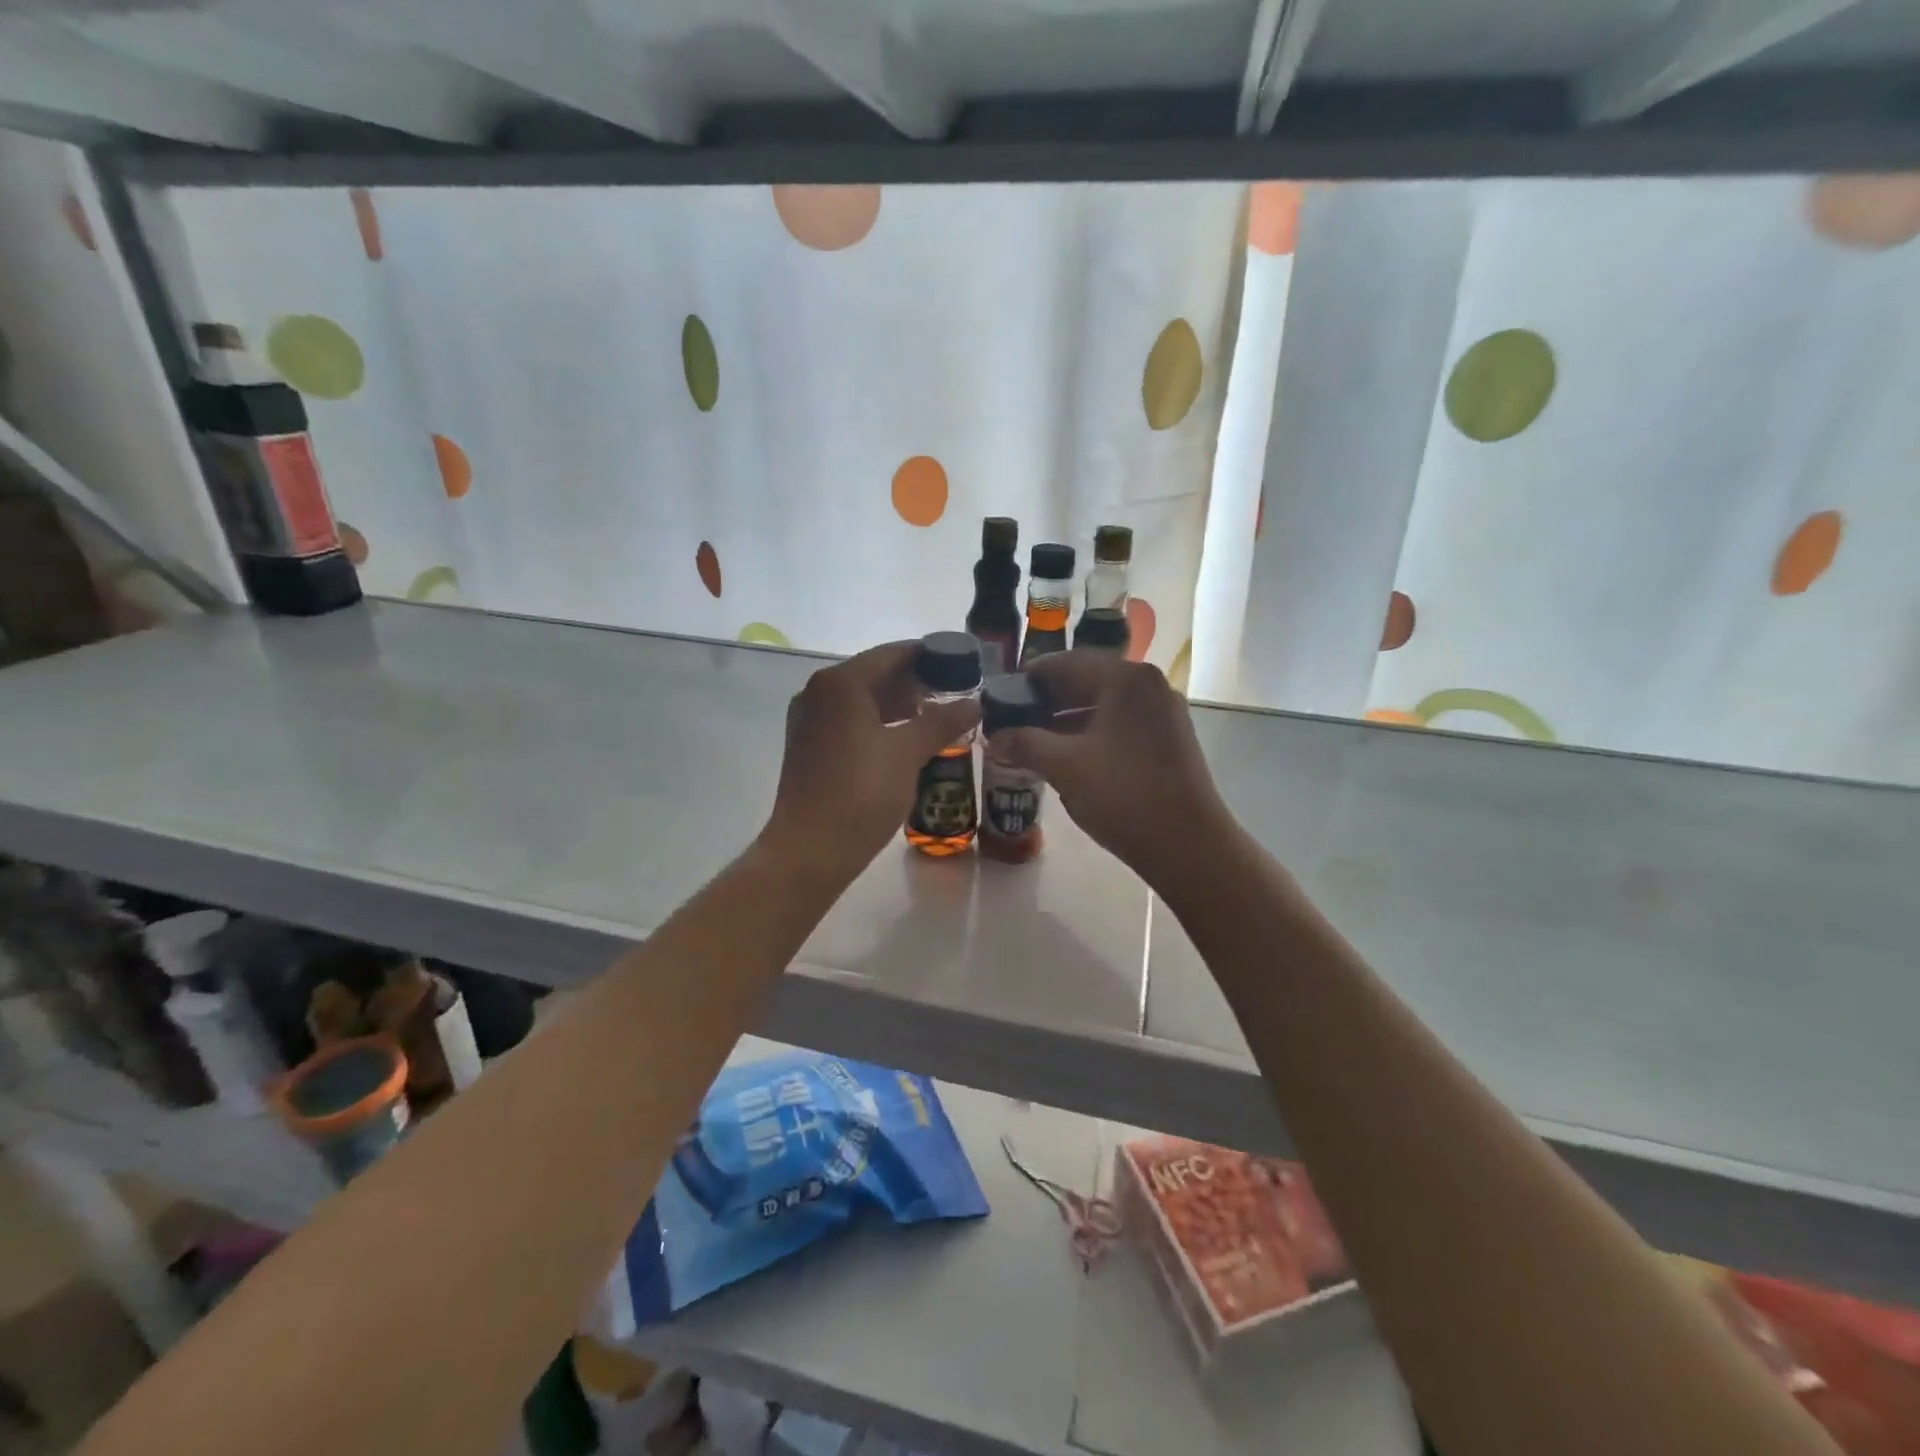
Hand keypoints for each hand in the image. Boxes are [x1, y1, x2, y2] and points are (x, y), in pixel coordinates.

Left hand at [760, 641, 980, 884]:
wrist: (810, 850)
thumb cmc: (860, 793)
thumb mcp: (908, 753)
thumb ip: (942, 722)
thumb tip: (975, 702)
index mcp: (841, 683)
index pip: (892, 654)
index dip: (930, 656)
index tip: (963, 664)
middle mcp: (819, 693)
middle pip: (876, 675)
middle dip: (917, 683)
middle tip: (957, 694)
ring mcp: (810, 721)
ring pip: (863, 701)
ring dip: (900, 706)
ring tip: (939, 718)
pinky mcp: (810, 747)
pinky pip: (851, 722)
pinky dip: (880, 724)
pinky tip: (908, 741)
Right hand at [994, 651, 1233, 885]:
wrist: (1189, 845)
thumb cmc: (1124, 795)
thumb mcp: (1064, 767)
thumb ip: (1024, 743)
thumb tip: (993, 736)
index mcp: (1126, 679)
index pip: (1066, 663)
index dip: (1029, 679)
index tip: (1001, 698)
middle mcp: (1149, 686)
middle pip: (1087, 682)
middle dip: (1048, 703)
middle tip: (1012, 723)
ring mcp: (1164, 713)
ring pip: (1103, 706)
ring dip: (1067, 721)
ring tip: (1033, 744)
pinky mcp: (1170, 740)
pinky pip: (1121, 725)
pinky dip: (1092, 735)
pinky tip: (1068, 758)